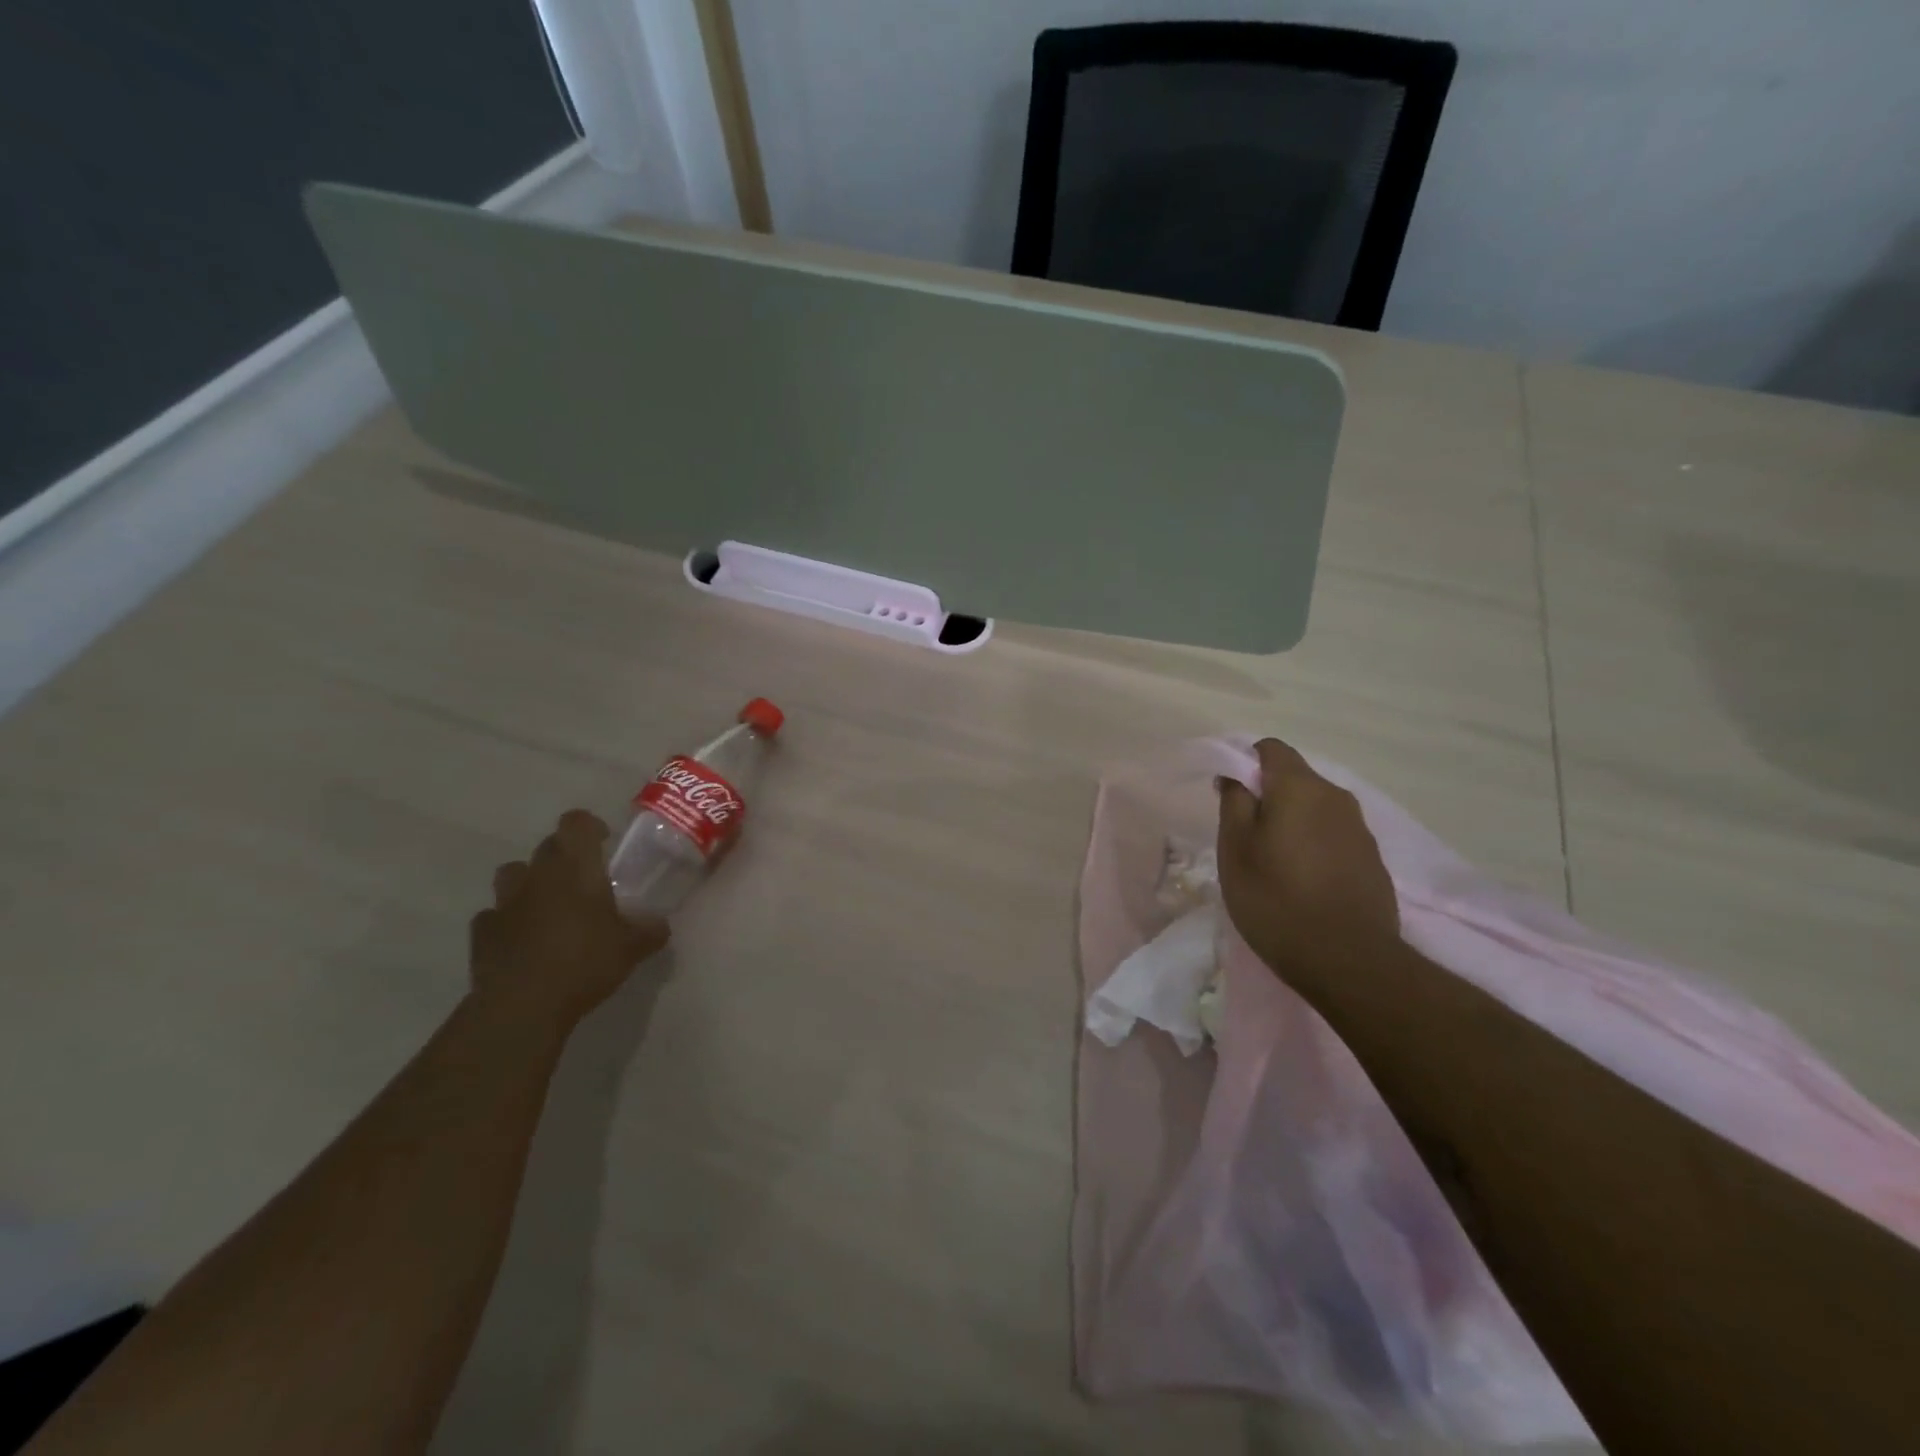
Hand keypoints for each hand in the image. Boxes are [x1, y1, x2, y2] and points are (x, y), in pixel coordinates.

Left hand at [470, 810, 669, 1030]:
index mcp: (575, 868)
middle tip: (586, 881)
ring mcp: (504, 903)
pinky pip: (494, 914)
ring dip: (530, 881)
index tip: (605, 842)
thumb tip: (660, 924)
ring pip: (513, 873)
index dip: (590, 826)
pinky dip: (508, 920)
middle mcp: (537, 875)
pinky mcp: (482, 932)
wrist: (522, 1006)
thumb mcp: (633, 948)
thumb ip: (650, 929)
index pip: (576, 823)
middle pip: (547, 845)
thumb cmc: (585, 963)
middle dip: (565, 856)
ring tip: (549, 905)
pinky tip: (523, 940)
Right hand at [1216, 739, 1399, 984]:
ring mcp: (1360, 829)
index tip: (1230, 797)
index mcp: (1300, 787)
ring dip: (1292, 823)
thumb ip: (1234, 803)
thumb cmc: (1276, 898)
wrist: (1348, 960)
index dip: (1245, 764)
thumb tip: (1235, 776)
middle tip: (1245, 837)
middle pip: (1295, 779)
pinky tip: (1303, 883)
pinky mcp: (1372, 860)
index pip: (1270, 749)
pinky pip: (1334, 837)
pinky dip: (1314, 846)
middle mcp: (1336, 797)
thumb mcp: (1235, 849)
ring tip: (1274, 864)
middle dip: (1268, 797)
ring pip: (1315, 809)